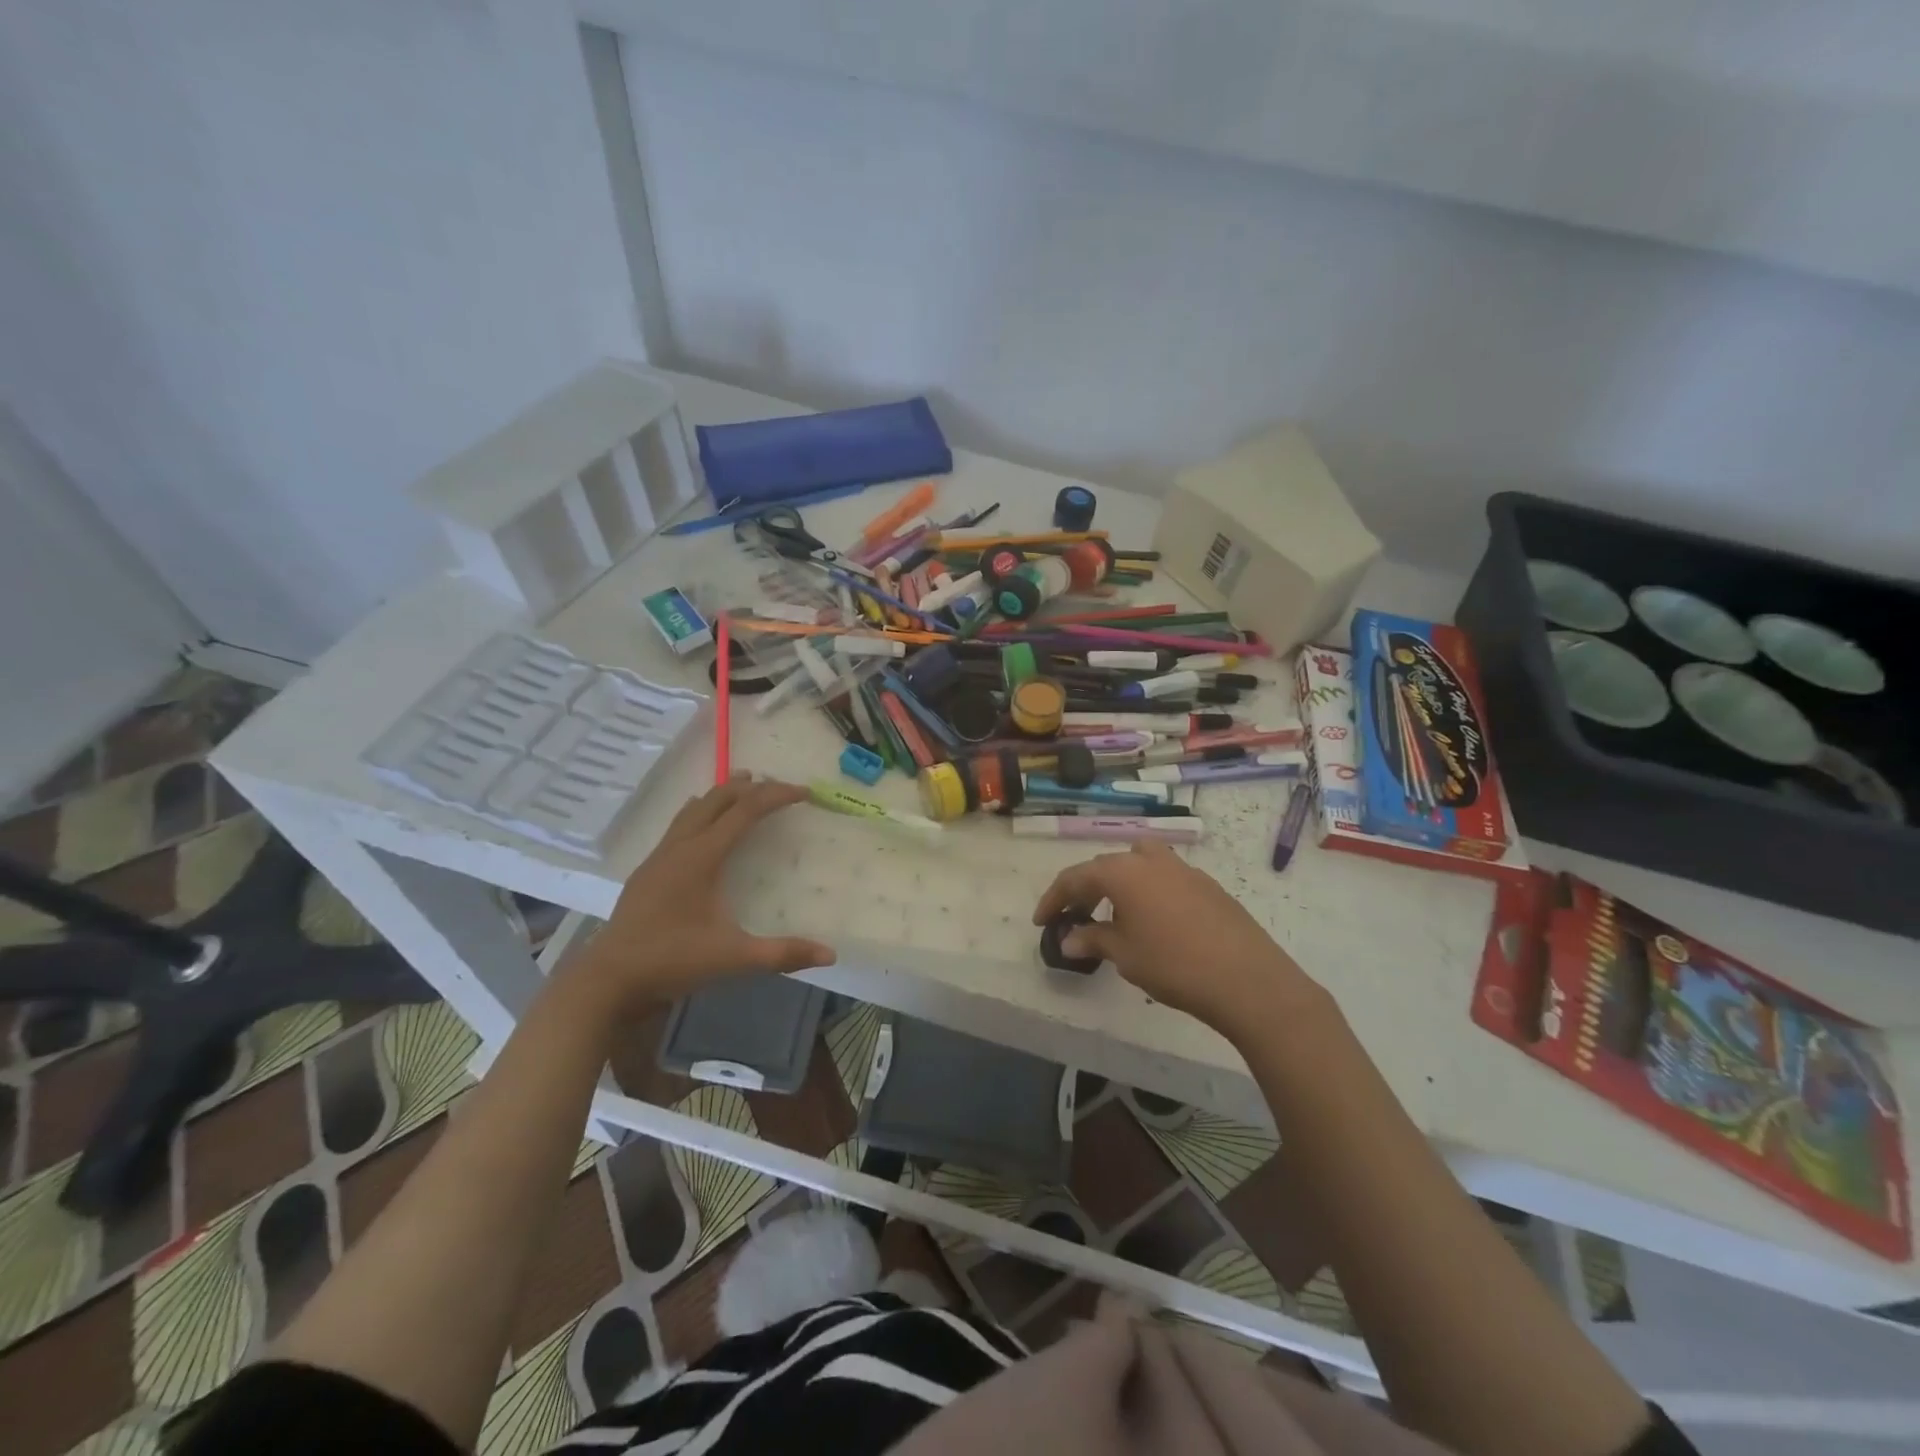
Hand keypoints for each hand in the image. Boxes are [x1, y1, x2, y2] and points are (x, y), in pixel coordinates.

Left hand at [576, 776, 834, 1011]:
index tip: (804, 792)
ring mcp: (659, 857)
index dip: (776, 796)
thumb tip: (830, 955)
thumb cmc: (672, 962)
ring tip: (744, 786)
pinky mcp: (648, 871)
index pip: (745, 811)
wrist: (608, 980)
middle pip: (717, 799)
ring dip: (722, 794)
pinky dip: (701, 812)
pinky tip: (703, 824)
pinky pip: (679, 825)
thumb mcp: (733, 959)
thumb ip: (782, 954)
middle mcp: (679, 847)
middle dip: (750, 787)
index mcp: (701, 857)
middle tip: (779, 785)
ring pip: (694, 809)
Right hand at [1033, 842, 1327, 1034]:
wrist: (1247, 979)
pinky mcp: (1207, 885)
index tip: (1042, 921)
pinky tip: (1153, 922)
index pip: (1076, 877)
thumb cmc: (1174, 964)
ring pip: (1139, 863)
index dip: (1054, 899)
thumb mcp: (1125, 955)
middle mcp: (1151, 860)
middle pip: (1106, 866)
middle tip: (1075, 918)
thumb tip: (1069, 939)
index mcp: (1123, 872)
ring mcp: (1183, 869)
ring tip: (1114, 913)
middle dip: (1085, 890)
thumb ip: (1093, 940)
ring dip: (1120, 882)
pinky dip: (1148, 891)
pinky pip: (1165, 878)